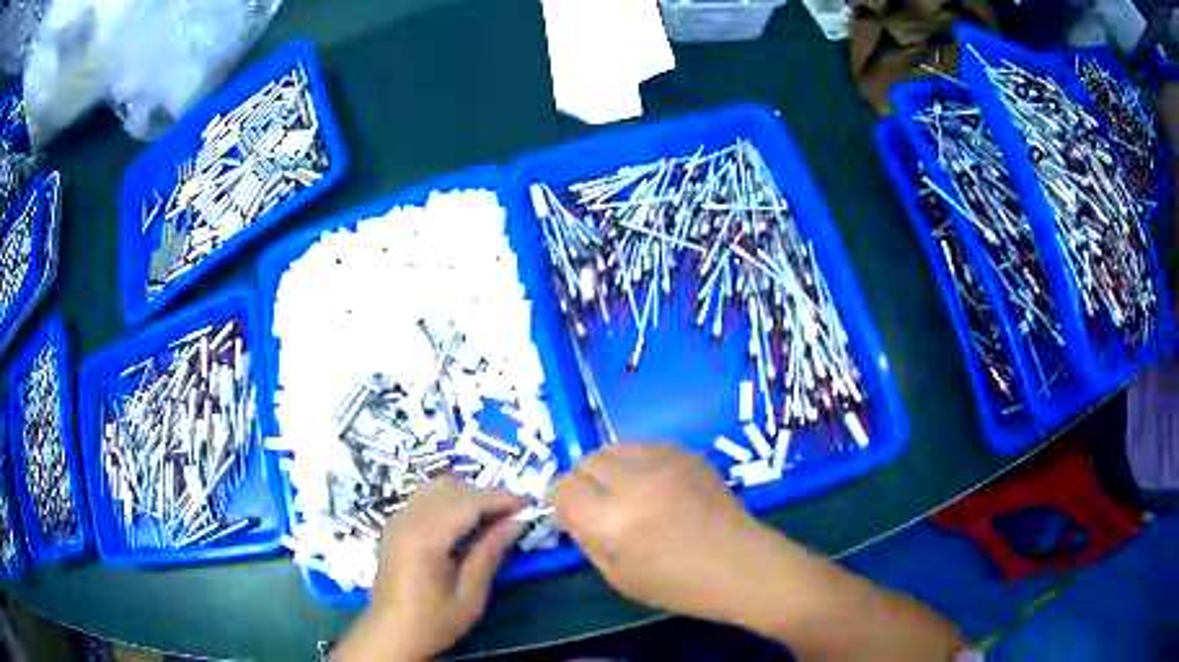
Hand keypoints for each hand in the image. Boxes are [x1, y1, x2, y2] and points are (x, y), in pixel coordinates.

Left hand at [334, 478, 525, 661]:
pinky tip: (464, 523)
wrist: (391, 633)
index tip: (528, 503)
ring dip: (465, 495)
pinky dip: (448, 500)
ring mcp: (397, 520)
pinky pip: (424, 499)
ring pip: (435, 488)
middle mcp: (407, 519)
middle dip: (484, 495)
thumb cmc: (433, 620)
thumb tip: (515, 522)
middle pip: (450, 489)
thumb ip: (489, 553)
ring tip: (491, 516)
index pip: (467, 502)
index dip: (499, 498)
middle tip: (513, 513)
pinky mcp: (395, 527)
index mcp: (425, 537)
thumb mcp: (470, 595)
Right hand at [550, 444, 792, 625]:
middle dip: (583, 483)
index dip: (561, 501)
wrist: (741, 564)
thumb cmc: (678, 585)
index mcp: (611, 520)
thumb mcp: (618, 577)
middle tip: (598, 505)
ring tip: (625, 492)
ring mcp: (664, 462)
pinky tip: (652, 485)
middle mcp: (633, 482)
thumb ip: (585, 539)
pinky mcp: (686, 453)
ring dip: (609, 469)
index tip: (571, 514)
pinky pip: (644, 446)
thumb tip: (568, 512)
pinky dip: (636, 462)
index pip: (563, 488)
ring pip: (613, 448)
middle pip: (586, 462)